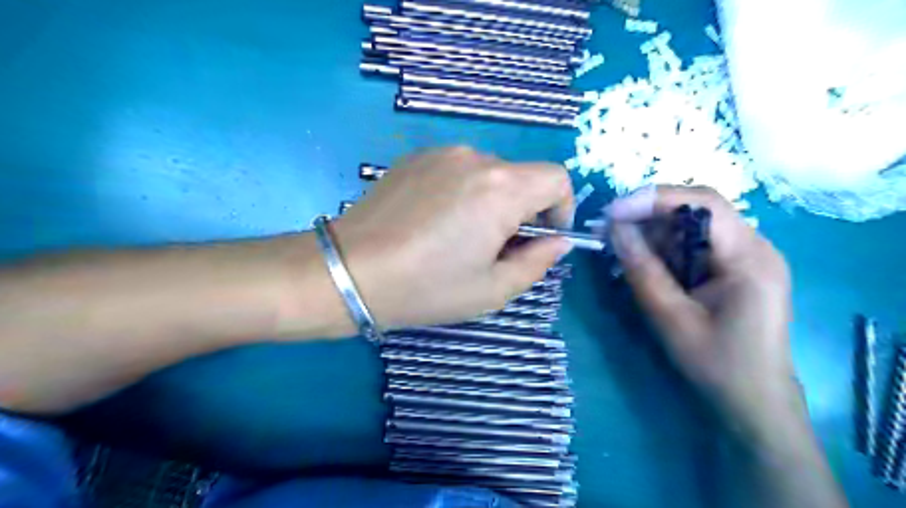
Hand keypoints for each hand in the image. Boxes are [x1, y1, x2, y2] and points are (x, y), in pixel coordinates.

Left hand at [331, 147, 571, 329]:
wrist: (349, 271)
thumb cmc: (426, 287)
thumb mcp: (492, 290)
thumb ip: (537, 262)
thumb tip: (558, 241)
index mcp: (501, 188)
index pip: (556, 178)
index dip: (560, 208)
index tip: (540, 238)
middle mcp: (474, 158)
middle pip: (521, 177)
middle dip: (521, 211)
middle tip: (493, 249)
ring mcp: (440, 153)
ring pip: (488, 173)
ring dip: (489, 201)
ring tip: (458, 237)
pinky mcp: (413, 158)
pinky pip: (456, 170)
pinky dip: (461, 192)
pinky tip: (432, 222)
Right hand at [609, 185, 798, 438]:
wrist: (755, 404)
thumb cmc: (717, 365)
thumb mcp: (671, 317)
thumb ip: (642, 269)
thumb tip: (614, 228)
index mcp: (751, 257)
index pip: (704, 203)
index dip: (654, 199)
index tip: (613, 212)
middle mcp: (754, 248)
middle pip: (696, 212)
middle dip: (648, 217)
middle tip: (608, 231)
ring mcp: (746, 258)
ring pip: (691, 228)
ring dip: (652, 235)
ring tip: (618, 249)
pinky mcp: (734, 271)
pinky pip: (693, 247)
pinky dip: (664, 252)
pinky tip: (642, 265)